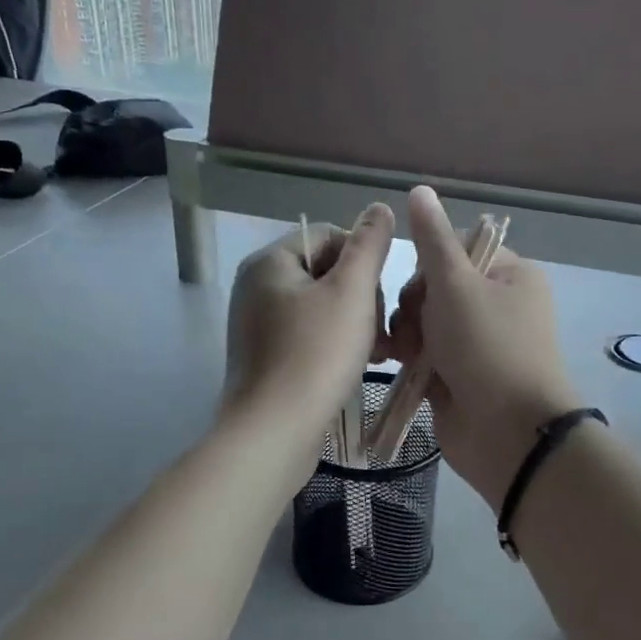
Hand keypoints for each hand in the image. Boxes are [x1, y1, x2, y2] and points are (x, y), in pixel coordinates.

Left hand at [224, 204, 395, 464]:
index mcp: (270, 262)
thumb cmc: (316, 354)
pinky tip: (356, 368)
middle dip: (361, 297)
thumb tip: (379, 207)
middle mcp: (256, 288)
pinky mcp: (265, 359)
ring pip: (321, 308)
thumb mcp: (351, 292)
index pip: (329, 236)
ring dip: (355, 323)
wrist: (275, 431)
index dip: (364, 260)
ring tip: (379, 353)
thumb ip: (369, 245)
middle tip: (384, 333)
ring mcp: (257, 326)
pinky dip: (335, 345)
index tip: (380, 296)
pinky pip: (308, 336)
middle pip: (326, 273)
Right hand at [387, 187, 581, 506]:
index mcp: (509, 275)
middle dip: (416, 305)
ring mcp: (478, 343)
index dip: (430, 265)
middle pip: (435, 286)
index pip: (456, 248)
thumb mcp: (456, 285)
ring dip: (410, 333)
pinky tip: (398, 366)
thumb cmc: (486, 347)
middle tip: (417, 328)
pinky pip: (425, 353)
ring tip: (409, 354)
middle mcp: (497, 305)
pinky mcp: (459, 375)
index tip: (423, 286)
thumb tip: (420, 190)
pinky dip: (412, 358)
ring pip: (425, 321)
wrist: (507, 433)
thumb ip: (432, 240)